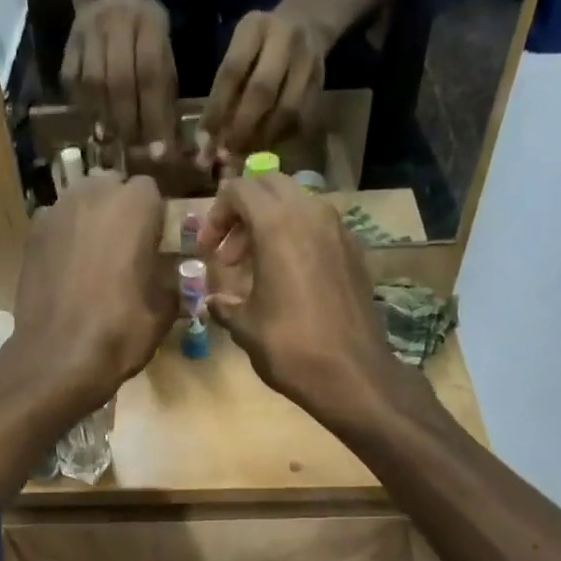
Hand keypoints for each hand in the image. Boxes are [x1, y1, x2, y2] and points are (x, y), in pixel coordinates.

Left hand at [7, 174, 175, 405]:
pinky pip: (57, 225)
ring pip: (81, 202)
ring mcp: (56, 211)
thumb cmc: (120, 332)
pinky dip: (65, 239)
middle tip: (125, 251)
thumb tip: (170, 278)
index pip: (151, 192)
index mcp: (134, 205)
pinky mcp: (31, 235)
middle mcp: (93, 194)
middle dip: (120, 211)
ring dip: (91, 222)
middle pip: (112, 188)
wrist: (57, 358)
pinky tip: (68, 272)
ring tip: (95, 261)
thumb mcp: (163, 312)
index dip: (154, 218)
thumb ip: (171, 282)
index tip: (154, 247)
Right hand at [62, 0, 177, 150]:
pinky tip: (94, 125)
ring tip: (113, 142)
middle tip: (133, 150)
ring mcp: (88, 34)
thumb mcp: (163, 49)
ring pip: (94, 84)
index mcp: (148, 24)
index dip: (155, 117)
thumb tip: (165, 141)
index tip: (159, 152)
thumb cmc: (143, 34)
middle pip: (120, 81)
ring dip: (105, 119)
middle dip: (128, 122)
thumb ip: (165, 89)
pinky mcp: (68, 47)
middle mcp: (116, 24)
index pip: (152, 75)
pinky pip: (73, 84)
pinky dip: (84, 109)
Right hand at [197, 174, 397, 416]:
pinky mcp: (353, 252)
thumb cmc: (290, 348)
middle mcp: (311, 215)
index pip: (240, 190)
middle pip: (270, 186)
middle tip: (228, 254)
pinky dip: (295, 239)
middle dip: (243, 213)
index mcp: (278, 226)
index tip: (207, 251)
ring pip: (296, 205)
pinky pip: (317, 227)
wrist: (352, 374)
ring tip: (254, 269)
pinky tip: (286, 280)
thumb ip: (224, 305)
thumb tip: (213, 302)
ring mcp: (338, 231)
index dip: (216, 215)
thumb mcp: (245, 327)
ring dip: (269, 225)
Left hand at [198, 6, 329, 162]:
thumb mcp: (239, 51)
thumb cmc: (260, 45)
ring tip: (246, 152)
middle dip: (242, 126)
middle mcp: (286, 38)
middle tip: (228, 152)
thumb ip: (225, 89)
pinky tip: (265, 144)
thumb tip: (208, 141)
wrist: (307, 22)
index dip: (217, 108)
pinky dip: (280, 138)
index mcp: (255, 27)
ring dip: (263, 138)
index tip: (205, 138)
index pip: (232, 70)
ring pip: (286, 109)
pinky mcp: (321, 83)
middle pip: (262, 90)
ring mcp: (308, 60)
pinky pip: (300, 120)